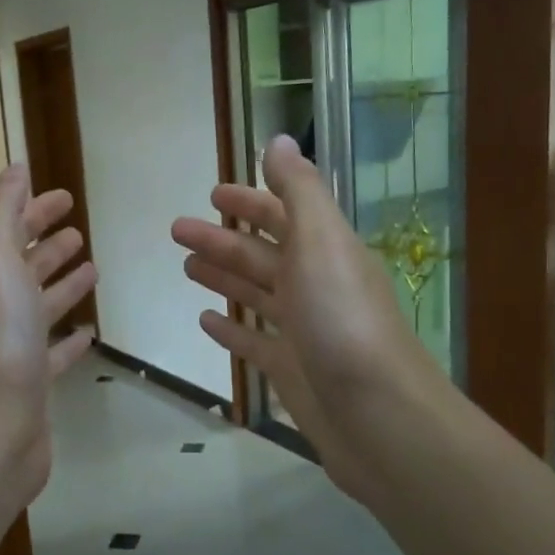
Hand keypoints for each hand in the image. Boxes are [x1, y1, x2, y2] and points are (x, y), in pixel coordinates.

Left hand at [0, 165, 96, 501]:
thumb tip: (14, 168)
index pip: (8, 230)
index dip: (31, 208)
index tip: (64, 195)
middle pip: (23, 266)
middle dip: (47, 243)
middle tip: (78, 229)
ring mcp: (14, 348)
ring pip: (41, 306)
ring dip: (62, 284)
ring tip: (93, 267)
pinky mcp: (35, 384)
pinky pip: (55, 353)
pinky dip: (70, 339)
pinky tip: (90, 331)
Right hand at [172, 135, 438, 500]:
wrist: (377, 414)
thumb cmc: (342, 319)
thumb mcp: (322, 241)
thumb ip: (299, 190)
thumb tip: (279, 140)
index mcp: (325, 252)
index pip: (284, 216)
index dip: (251, 201)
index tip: (212, 193)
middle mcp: (316, 286)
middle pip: (262, 254)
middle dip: (222, 239)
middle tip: (177, 230)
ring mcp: (304, 331)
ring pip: (257, 295)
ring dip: (224, 277)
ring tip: (186, 267)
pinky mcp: (292, 371)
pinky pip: (255, 343)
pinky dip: (232, 330)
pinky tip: (206, 321)